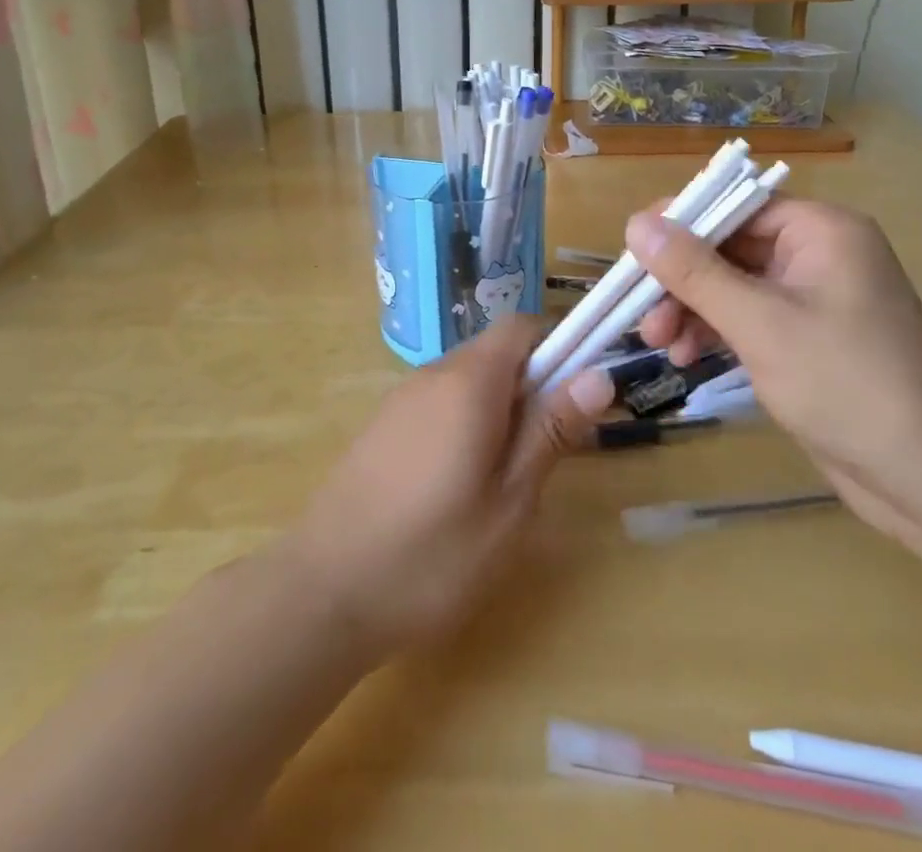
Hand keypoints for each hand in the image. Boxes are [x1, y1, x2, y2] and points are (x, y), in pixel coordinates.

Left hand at [282, 316, 612, 658]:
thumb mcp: (511, 501)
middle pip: (496, 353)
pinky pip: (440, 403)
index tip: (578, 394)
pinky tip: (458, 487)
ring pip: (468, 380)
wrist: (323, 593)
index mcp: (469, 381)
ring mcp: (401, 399)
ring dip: (499, 409)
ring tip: (505, 481)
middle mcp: (433, 374)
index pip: (522, 327)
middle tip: (547, 453)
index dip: (559, 346)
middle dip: (532, 386)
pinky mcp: (382, 426)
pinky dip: (466, 424)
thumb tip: (598, 374)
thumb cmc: (432, 554)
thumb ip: (551, 431)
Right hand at [628, 199, 921, 534]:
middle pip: (729, 246)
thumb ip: (693, 271)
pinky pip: (748, 316)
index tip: (631, 252)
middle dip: (681, 280)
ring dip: (692, 309)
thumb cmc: (846, 384)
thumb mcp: (759, 323)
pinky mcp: (807, 338)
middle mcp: (817, 253)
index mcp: (819, 230)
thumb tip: (635, 223)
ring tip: (660, 345)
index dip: (680, 224)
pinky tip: (687, 357)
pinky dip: (715, 331)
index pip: (734, 205)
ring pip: (732, 284)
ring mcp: (813, 298)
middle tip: (643, 317)